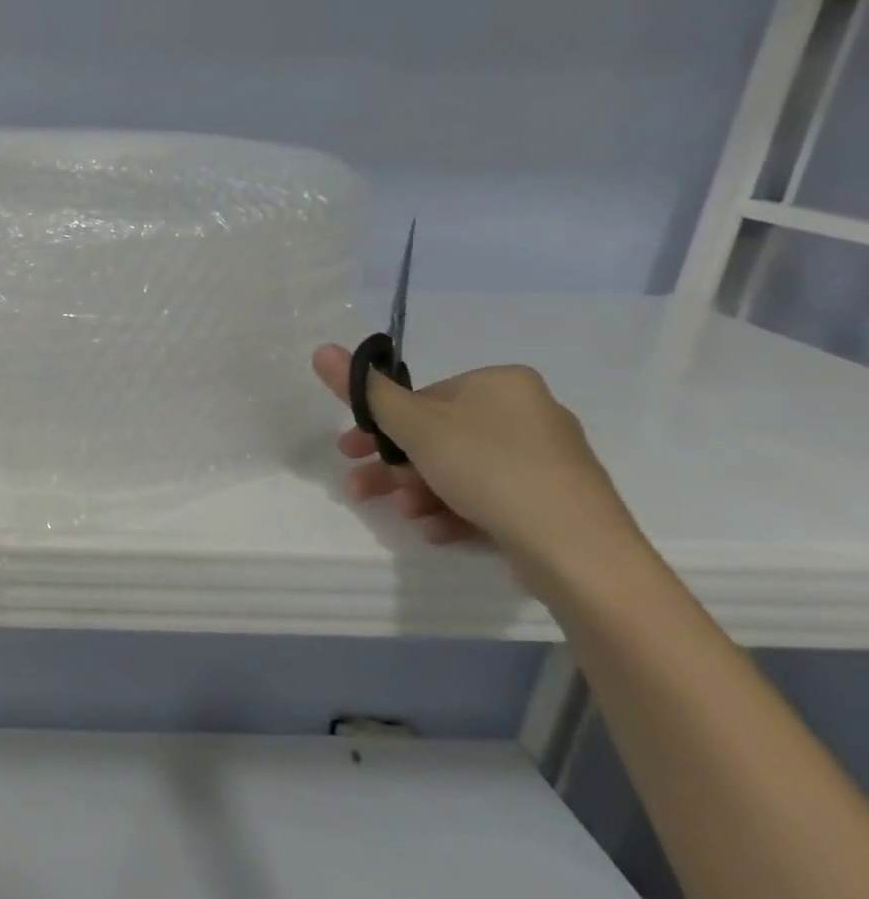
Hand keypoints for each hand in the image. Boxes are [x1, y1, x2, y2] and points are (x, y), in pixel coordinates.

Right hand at [310, 345, 644, 586]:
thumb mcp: (414, 426)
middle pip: (436, 436)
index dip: (380, 427)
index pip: (422, 398)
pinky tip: (436, 530)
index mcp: (500, 383)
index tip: (352, 453)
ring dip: (418, 491)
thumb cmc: (489, 470)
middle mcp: (528, 412)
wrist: (578, 550)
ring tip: (406, 516)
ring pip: (458, 469)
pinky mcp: (552, 498)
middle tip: (362, 490)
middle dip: (394, 466)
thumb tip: (321, 348)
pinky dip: (454, 509)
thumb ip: (365, 391)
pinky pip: (488, 494)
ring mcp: (544, 458)